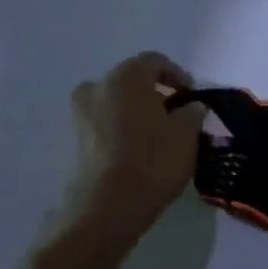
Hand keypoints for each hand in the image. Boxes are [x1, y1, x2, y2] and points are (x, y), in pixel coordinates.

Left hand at [57, 52, 204, 244]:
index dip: (178, 75)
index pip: (155, 61)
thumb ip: (191, 112)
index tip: (193, 97)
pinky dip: (122, 130)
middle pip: (131, 81)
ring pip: (115, 103)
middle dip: (155, 94)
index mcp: (125, 78)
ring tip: (160, 135)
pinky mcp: (74, 141)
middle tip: (176, 114)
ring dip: (137, 112)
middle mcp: (96, 88)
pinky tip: (140, 150)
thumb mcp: (187, 132)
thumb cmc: (153, 160)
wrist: (106, 207)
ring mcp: (79, 116)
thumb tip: (191, 106)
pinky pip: (104, 124)